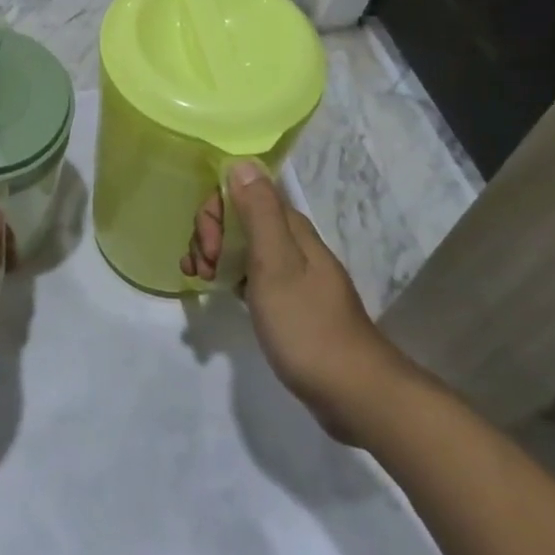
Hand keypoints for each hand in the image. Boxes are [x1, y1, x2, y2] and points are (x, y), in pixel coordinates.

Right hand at [182, 161, 407, 446]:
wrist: (353, 393)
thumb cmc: (307, 325)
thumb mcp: (276, 264)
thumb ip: (259, 211)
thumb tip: (241, 161)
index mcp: (290, 228)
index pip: (242, 192)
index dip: (215, 211)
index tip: (209, 248)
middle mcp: (291, 242)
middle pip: (238, 217)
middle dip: (210, 235)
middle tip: (203, 270)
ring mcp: (290, 273)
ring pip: (240, 246)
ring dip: (213, 255)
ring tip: (200, 282)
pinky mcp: (287, 301)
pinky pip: (248, 273)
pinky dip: (226, 276)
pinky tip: (213, 292)